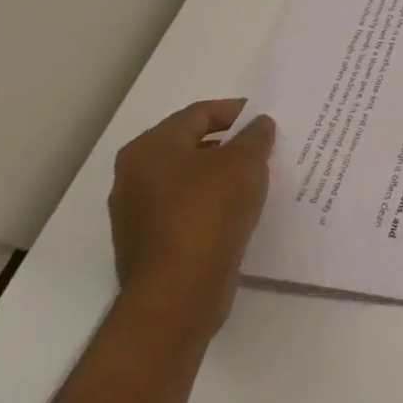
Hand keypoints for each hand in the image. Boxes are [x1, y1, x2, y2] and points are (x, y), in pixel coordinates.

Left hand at [108, 99, 274, 342]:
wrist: (179, 292)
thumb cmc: (209, 211)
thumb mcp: (245, 161)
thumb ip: (255, 135)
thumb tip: (258, 126)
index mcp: (150, 149)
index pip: (200, 114)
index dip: (238, 111)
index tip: (268, 120)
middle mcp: (134, 177)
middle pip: (192, 146)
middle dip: (231, 144)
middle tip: (267, 146)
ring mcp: (138, 214)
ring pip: (191, 180)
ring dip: (223, 176)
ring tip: (260, 178)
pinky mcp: (150, 244)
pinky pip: (188, 210)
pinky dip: (214, 204)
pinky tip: (241, 209)